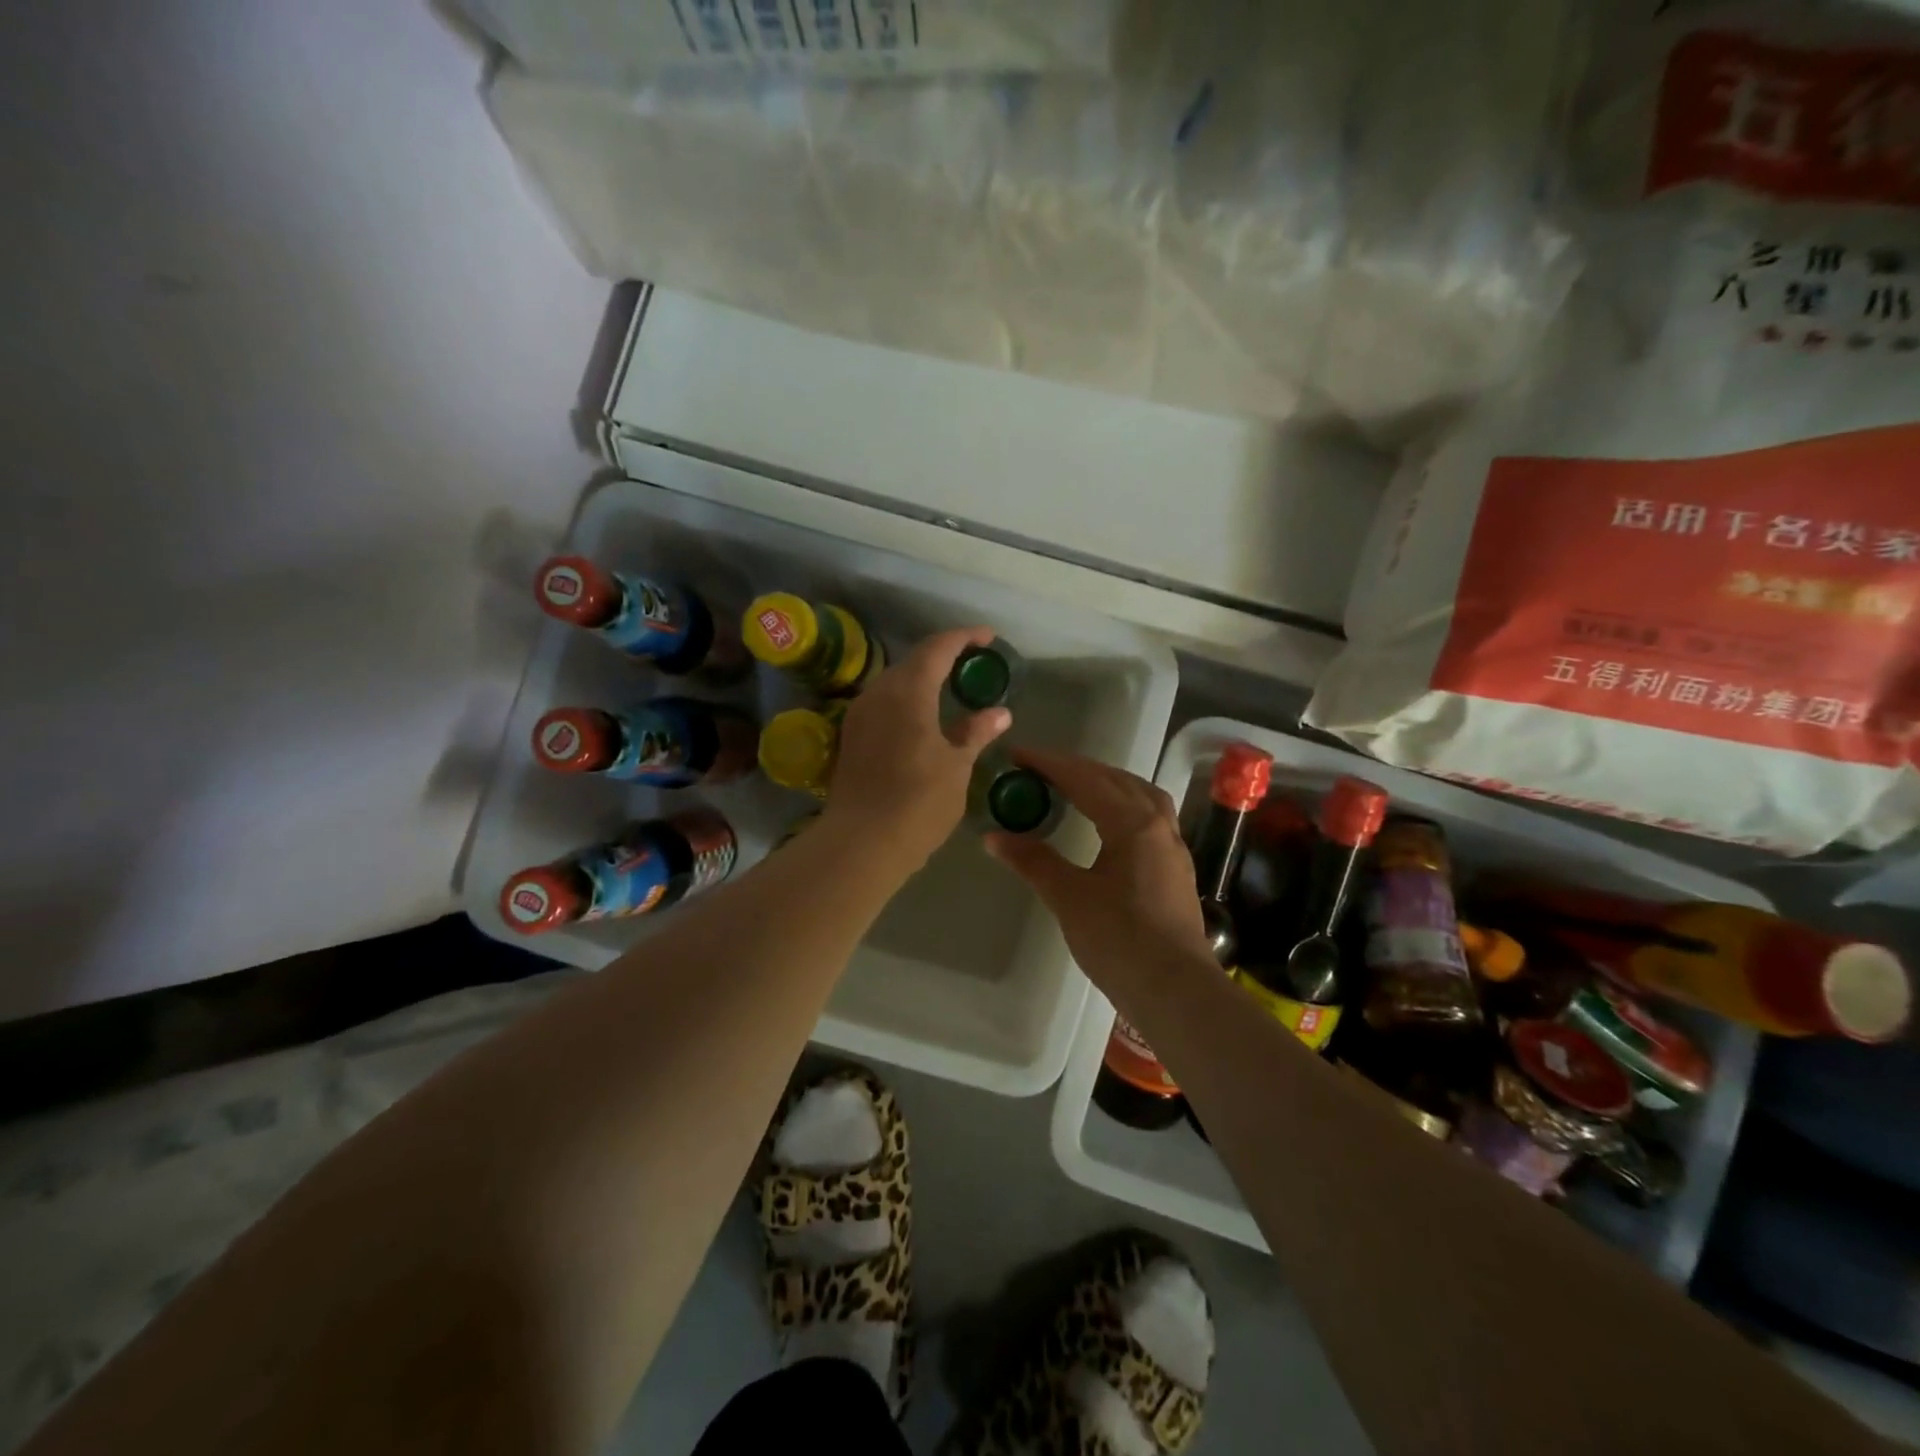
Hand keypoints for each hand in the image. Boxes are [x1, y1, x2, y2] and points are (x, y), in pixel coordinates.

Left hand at [822, 626, 1011, 871]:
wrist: (860, 843)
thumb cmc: (918, 802)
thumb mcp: (956, 767)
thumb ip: (975, 733)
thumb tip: (999, 713)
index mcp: (908, 691)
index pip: (937, 648)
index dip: (963, 637)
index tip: (986, 636)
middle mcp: (878, 693)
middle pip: (912, 661)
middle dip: (942, 656)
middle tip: (970, 663)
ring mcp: (859, 715)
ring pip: (893, 682)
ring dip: (921, 679)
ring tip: (948, 688)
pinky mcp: (850, 737)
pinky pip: (882, 703)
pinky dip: (905, 700)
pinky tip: (920, 719)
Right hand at [986, 748, 1213, 994]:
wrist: (1176, 992)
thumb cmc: (1121, 941)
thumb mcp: (1070, 898)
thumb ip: (1034, 861)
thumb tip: (994, 837)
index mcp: (1133, 824)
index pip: (1085, 779)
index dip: (1049, 764)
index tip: (1017, 754)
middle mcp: (1158, 825)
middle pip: (1116, 780)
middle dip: (1077, 768)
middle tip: (1040, 769)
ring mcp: (1172, 847)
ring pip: (1140, 796)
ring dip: (1106, 783)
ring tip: (1076, 786)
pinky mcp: (1175, 868)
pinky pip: (1149, 817)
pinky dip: (1123, 805)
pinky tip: (1109, 823)